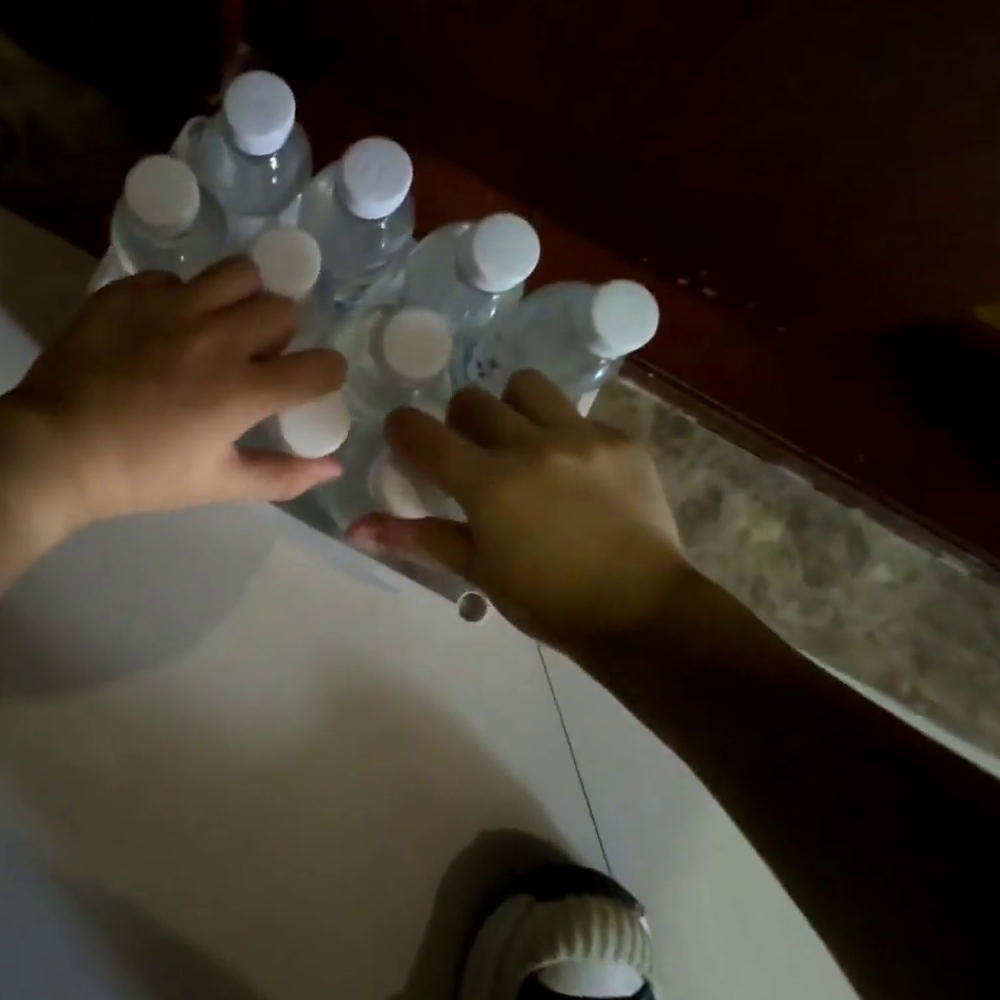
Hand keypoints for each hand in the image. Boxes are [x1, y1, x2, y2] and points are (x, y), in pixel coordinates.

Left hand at [0, 257, 346, 541]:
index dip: (325, 376)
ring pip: (237, 272)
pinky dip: (179, 298)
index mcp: (242, 389)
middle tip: (253, 357)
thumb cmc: (138, 475)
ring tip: (218, 323)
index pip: (320, 367)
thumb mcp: (215, 485)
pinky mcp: (129, 292)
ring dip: (241, 297)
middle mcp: (216, 336)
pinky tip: (160, 326)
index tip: (307, 384)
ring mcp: (170, 306)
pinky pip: (174, 278)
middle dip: (281, 333)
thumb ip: (281, 475)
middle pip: (283, 308)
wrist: (53, 449)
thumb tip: (334, 466)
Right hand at [348, 371, 692, 648]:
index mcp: (488, 483)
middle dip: (458, 422)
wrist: (644, 613)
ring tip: (521, 441)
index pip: (422, 432)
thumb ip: (416, 538)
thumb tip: (355, 529)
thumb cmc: (548, 601)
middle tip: (470, 454)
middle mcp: (530, 447)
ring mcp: (580, 438)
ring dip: (510, 407)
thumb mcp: (477, 571)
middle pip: (471, 400)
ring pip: (525, 386)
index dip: (402, 430)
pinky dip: (561, 433)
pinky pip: (577, 415)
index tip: (405, 440)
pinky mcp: (620, 440)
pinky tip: (574, 472)